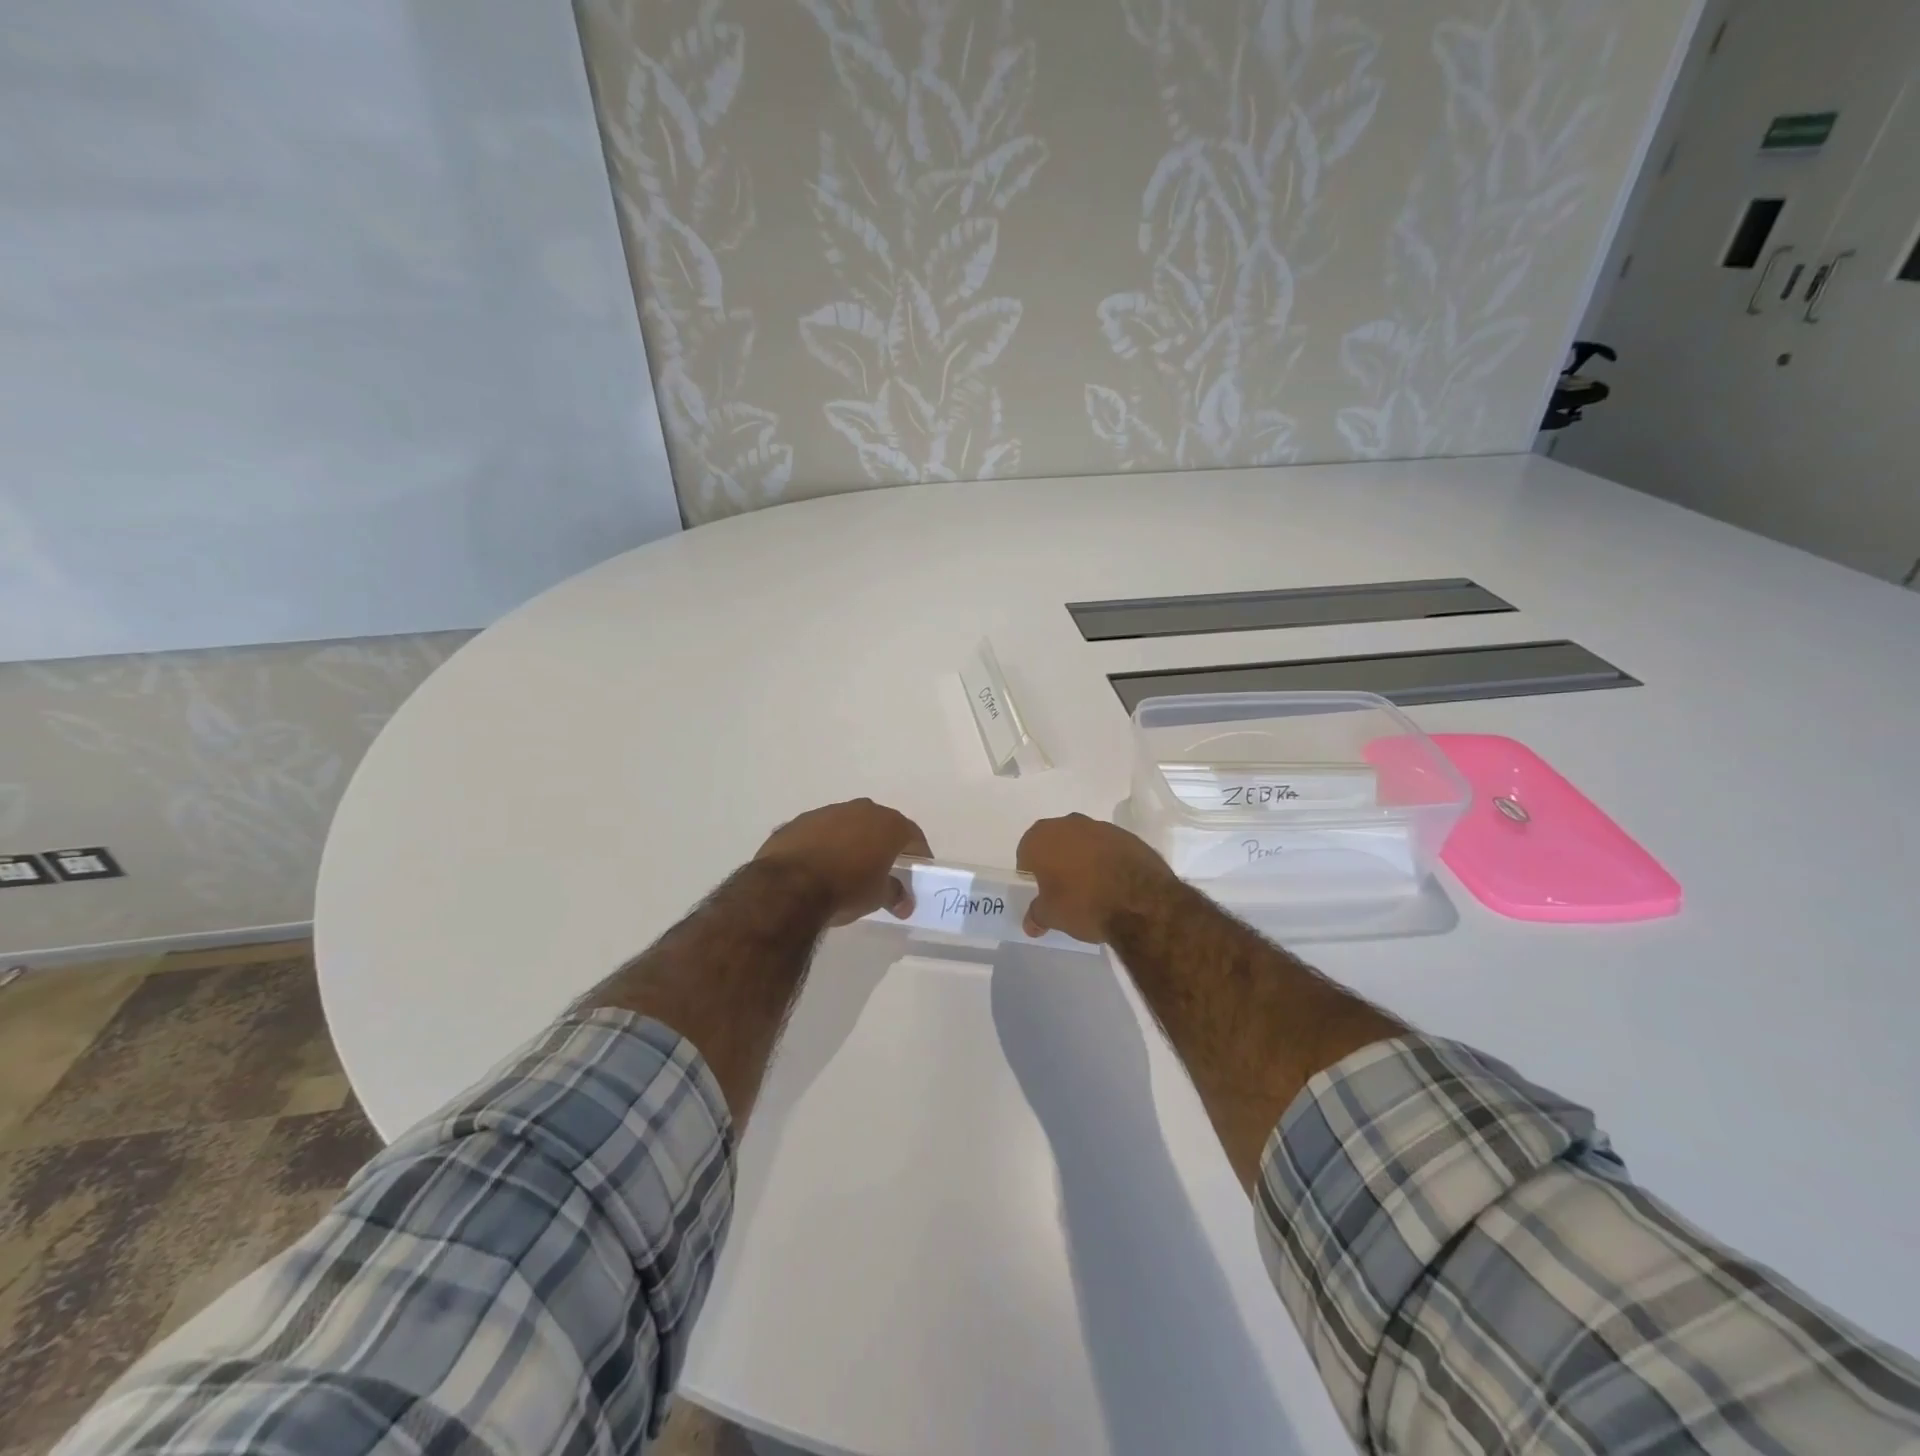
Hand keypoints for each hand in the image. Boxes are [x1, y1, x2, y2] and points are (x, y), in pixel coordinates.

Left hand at [755, 799, 931, 925]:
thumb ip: (895, 895)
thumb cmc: (845, 889)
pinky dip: (824, 844)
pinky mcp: (798, 822)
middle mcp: (860, 810)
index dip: (918, 852)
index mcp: (887, 824)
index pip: (912, 834)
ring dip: (851, 841)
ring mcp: (827, 812)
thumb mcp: (877, 897)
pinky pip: (819, 832)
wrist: (788, 886)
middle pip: (880, 824)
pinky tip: (818, 866)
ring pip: (847, 824)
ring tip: (847, 867)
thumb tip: (905, 904)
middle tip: (884, 866)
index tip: (918, 868)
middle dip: (883, 843)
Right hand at [1017, 813, 1178, 943]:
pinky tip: (1114, 884)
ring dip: (1083, 859)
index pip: (1026, 852)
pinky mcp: (1128, 836)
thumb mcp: (1052, 916)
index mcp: (1042, 837)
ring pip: (1083, 842)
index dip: (1031, 873)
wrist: (1140, 901)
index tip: (1041, 892)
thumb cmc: (1083, 903)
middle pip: (1055, 843)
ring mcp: (1101, 827)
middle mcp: (1069, 823)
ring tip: (1092, 889)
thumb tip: (1030, 924)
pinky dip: (1107, 861)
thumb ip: (1037, 915)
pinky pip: (1108, 848)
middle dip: (1057, 862)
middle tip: (1064, 890)